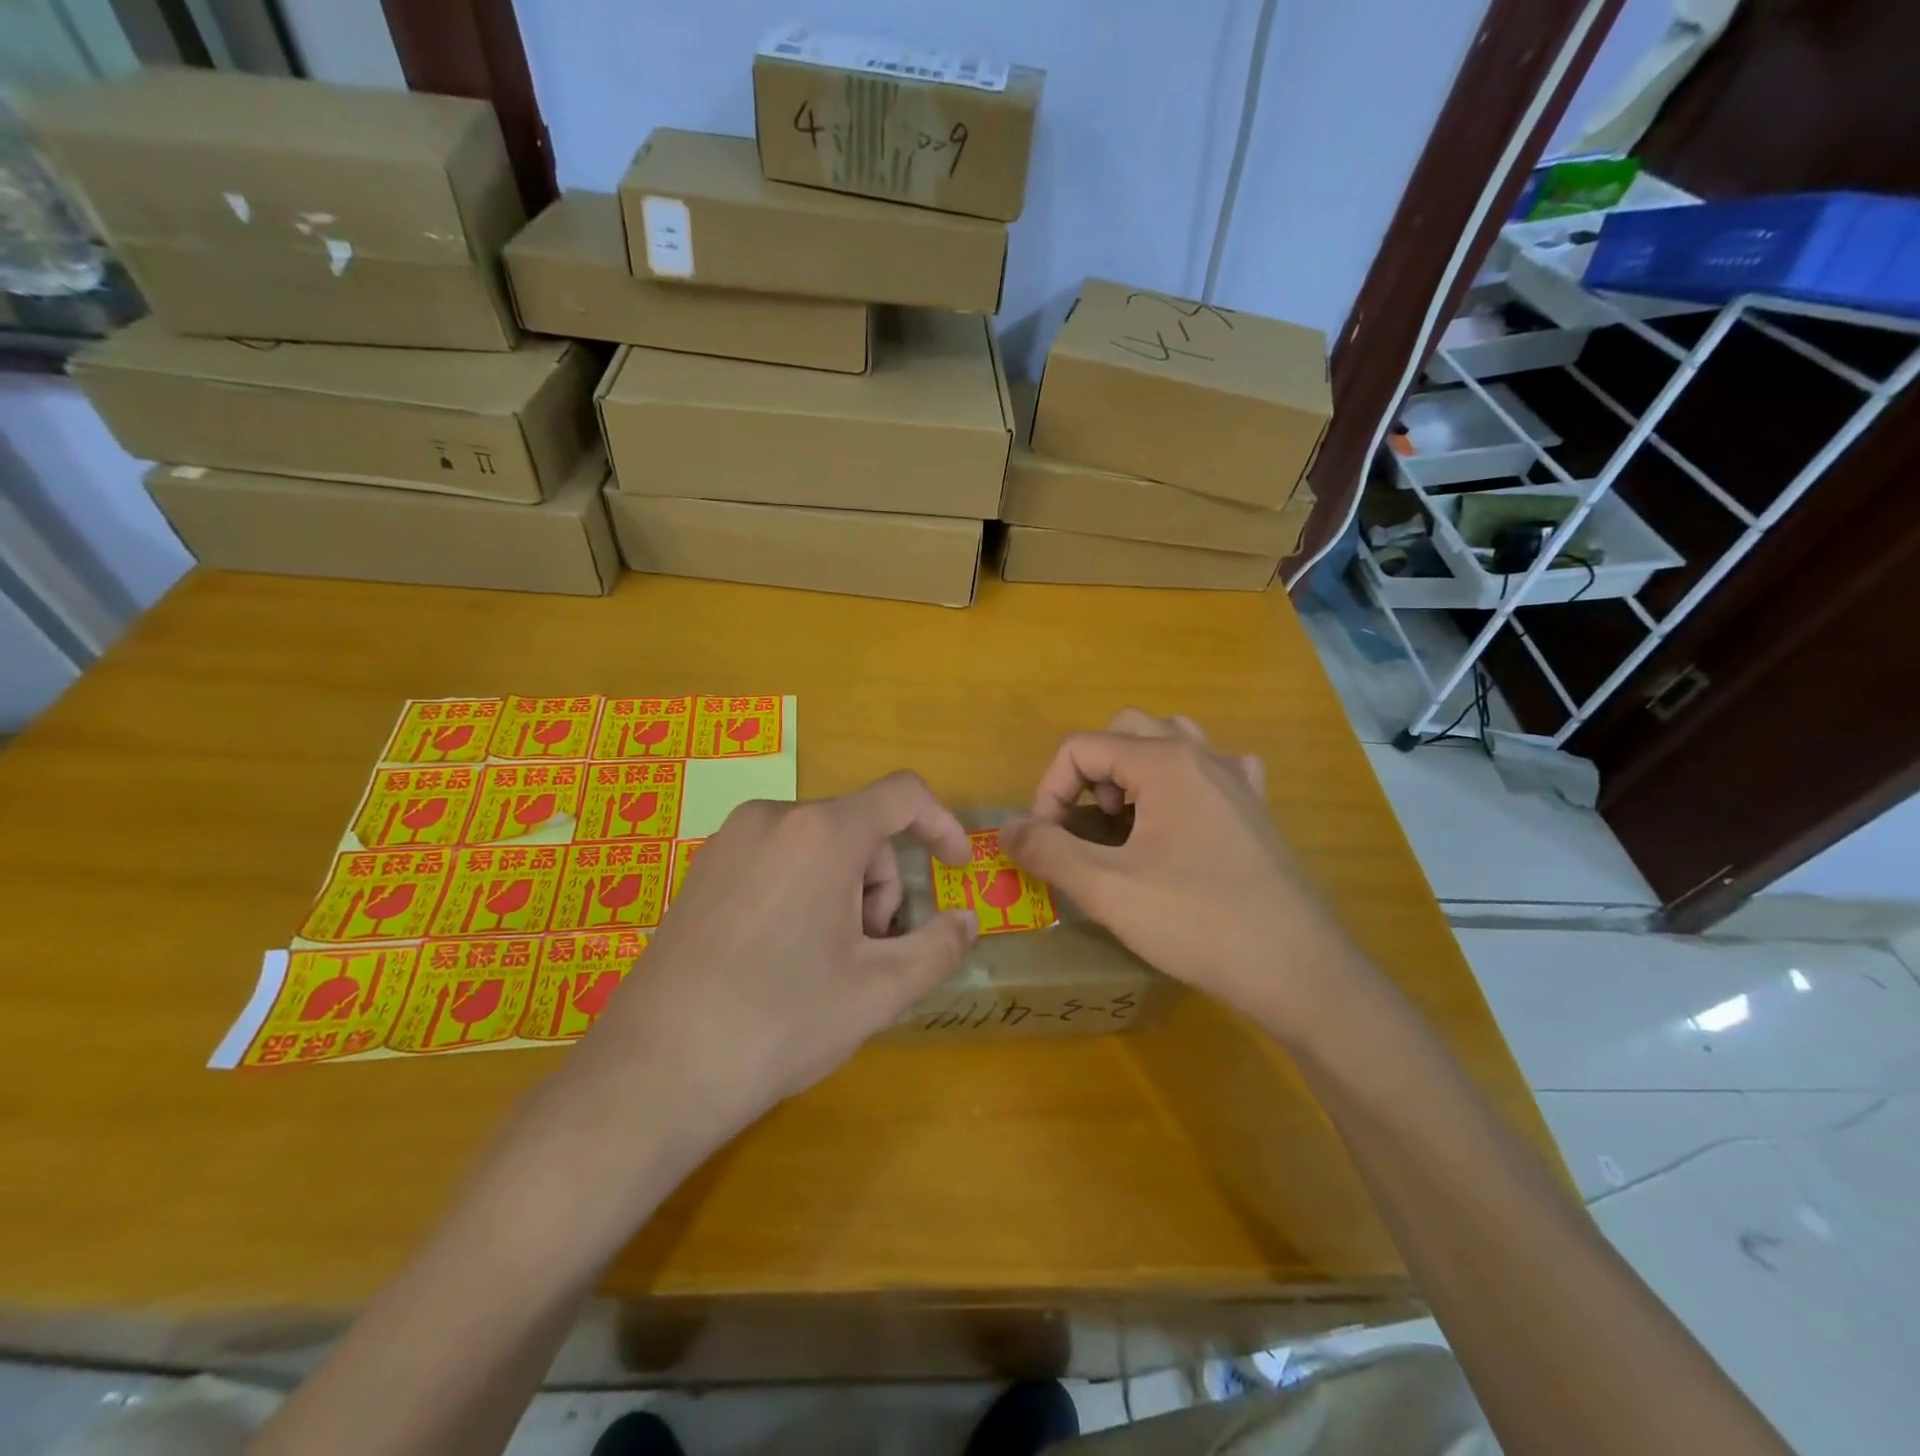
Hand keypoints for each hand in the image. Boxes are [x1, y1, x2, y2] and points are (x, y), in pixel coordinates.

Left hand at [549, 771, 978, 1176]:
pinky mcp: (703, 870)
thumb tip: (965, 920)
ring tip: (827, 962)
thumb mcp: (879, 990)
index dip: (941, 825)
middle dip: (882, 884)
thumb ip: (938, 946)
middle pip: (859, 828)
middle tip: (873, 952)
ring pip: (818, 845)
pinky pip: (778, 859)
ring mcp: (730, 841)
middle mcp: (773, 816)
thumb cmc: (781, 1021)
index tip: (955, 869)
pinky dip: (805, 891)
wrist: (654, 1072)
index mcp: (822, 832)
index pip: (903, 795)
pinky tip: (785, 955)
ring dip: (845, 891)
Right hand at [999, 710, 1362, 1043]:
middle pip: (1124, 731)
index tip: (1046, 841)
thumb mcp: (1106, 889)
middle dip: (1090, 773)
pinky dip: (1184, 782)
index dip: (1048, 790)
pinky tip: (1184, 819)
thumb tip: (1006, 829)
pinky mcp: (1257, 809)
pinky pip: (1214, 769)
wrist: (1297, 969)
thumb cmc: (1196, 921)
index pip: (1081, 747)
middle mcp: (1201, 754)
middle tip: (1088, 826)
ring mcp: (1236, 779)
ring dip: (1134, 771)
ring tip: (1128, 820)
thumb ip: (1047, 851)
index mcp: (1163, 761)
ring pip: (1171, 742)